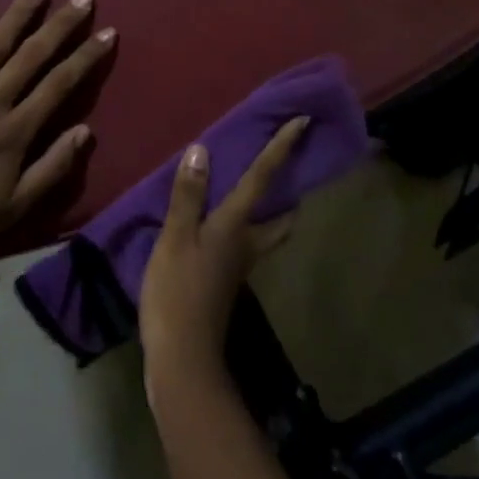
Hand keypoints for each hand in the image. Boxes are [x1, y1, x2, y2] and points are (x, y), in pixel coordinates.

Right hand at [139, 118, 309, 392]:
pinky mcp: (225, 282)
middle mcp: (246, 243)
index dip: (282, 148)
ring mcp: (238, 266)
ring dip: (270, 213)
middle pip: (281, 218)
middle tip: (289, 173)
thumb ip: (188, 195)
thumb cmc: (177, 292)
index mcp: (235, 226)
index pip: (263, 178)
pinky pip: (242, 245)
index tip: (304, 122)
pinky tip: (218, 227)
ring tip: (255, 193)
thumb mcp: (175, 238)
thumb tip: (201, 150)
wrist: (182, 356)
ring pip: (264, 233)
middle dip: (290, 195)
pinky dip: (241, 229)